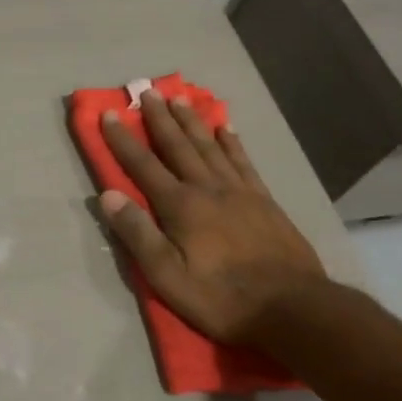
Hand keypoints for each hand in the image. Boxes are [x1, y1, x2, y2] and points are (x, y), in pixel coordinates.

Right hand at [98, 91, 327, 344]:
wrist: (294, 309)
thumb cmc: (222, 298)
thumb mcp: (167, 276)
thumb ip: (137, 234)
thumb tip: (107, 195)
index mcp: (180, 206)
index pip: (143, 165)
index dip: (122, 139)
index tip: (108, 113)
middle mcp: (207, 189)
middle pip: (178, 146)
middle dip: (159, 118)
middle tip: (146, 91)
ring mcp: (240, 192)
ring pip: (210, 146)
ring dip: (191, 121)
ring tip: (179, 98)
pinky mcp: (264, 201)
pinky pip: (243, 162)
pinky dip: (232, 143)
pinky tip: (226, 128)